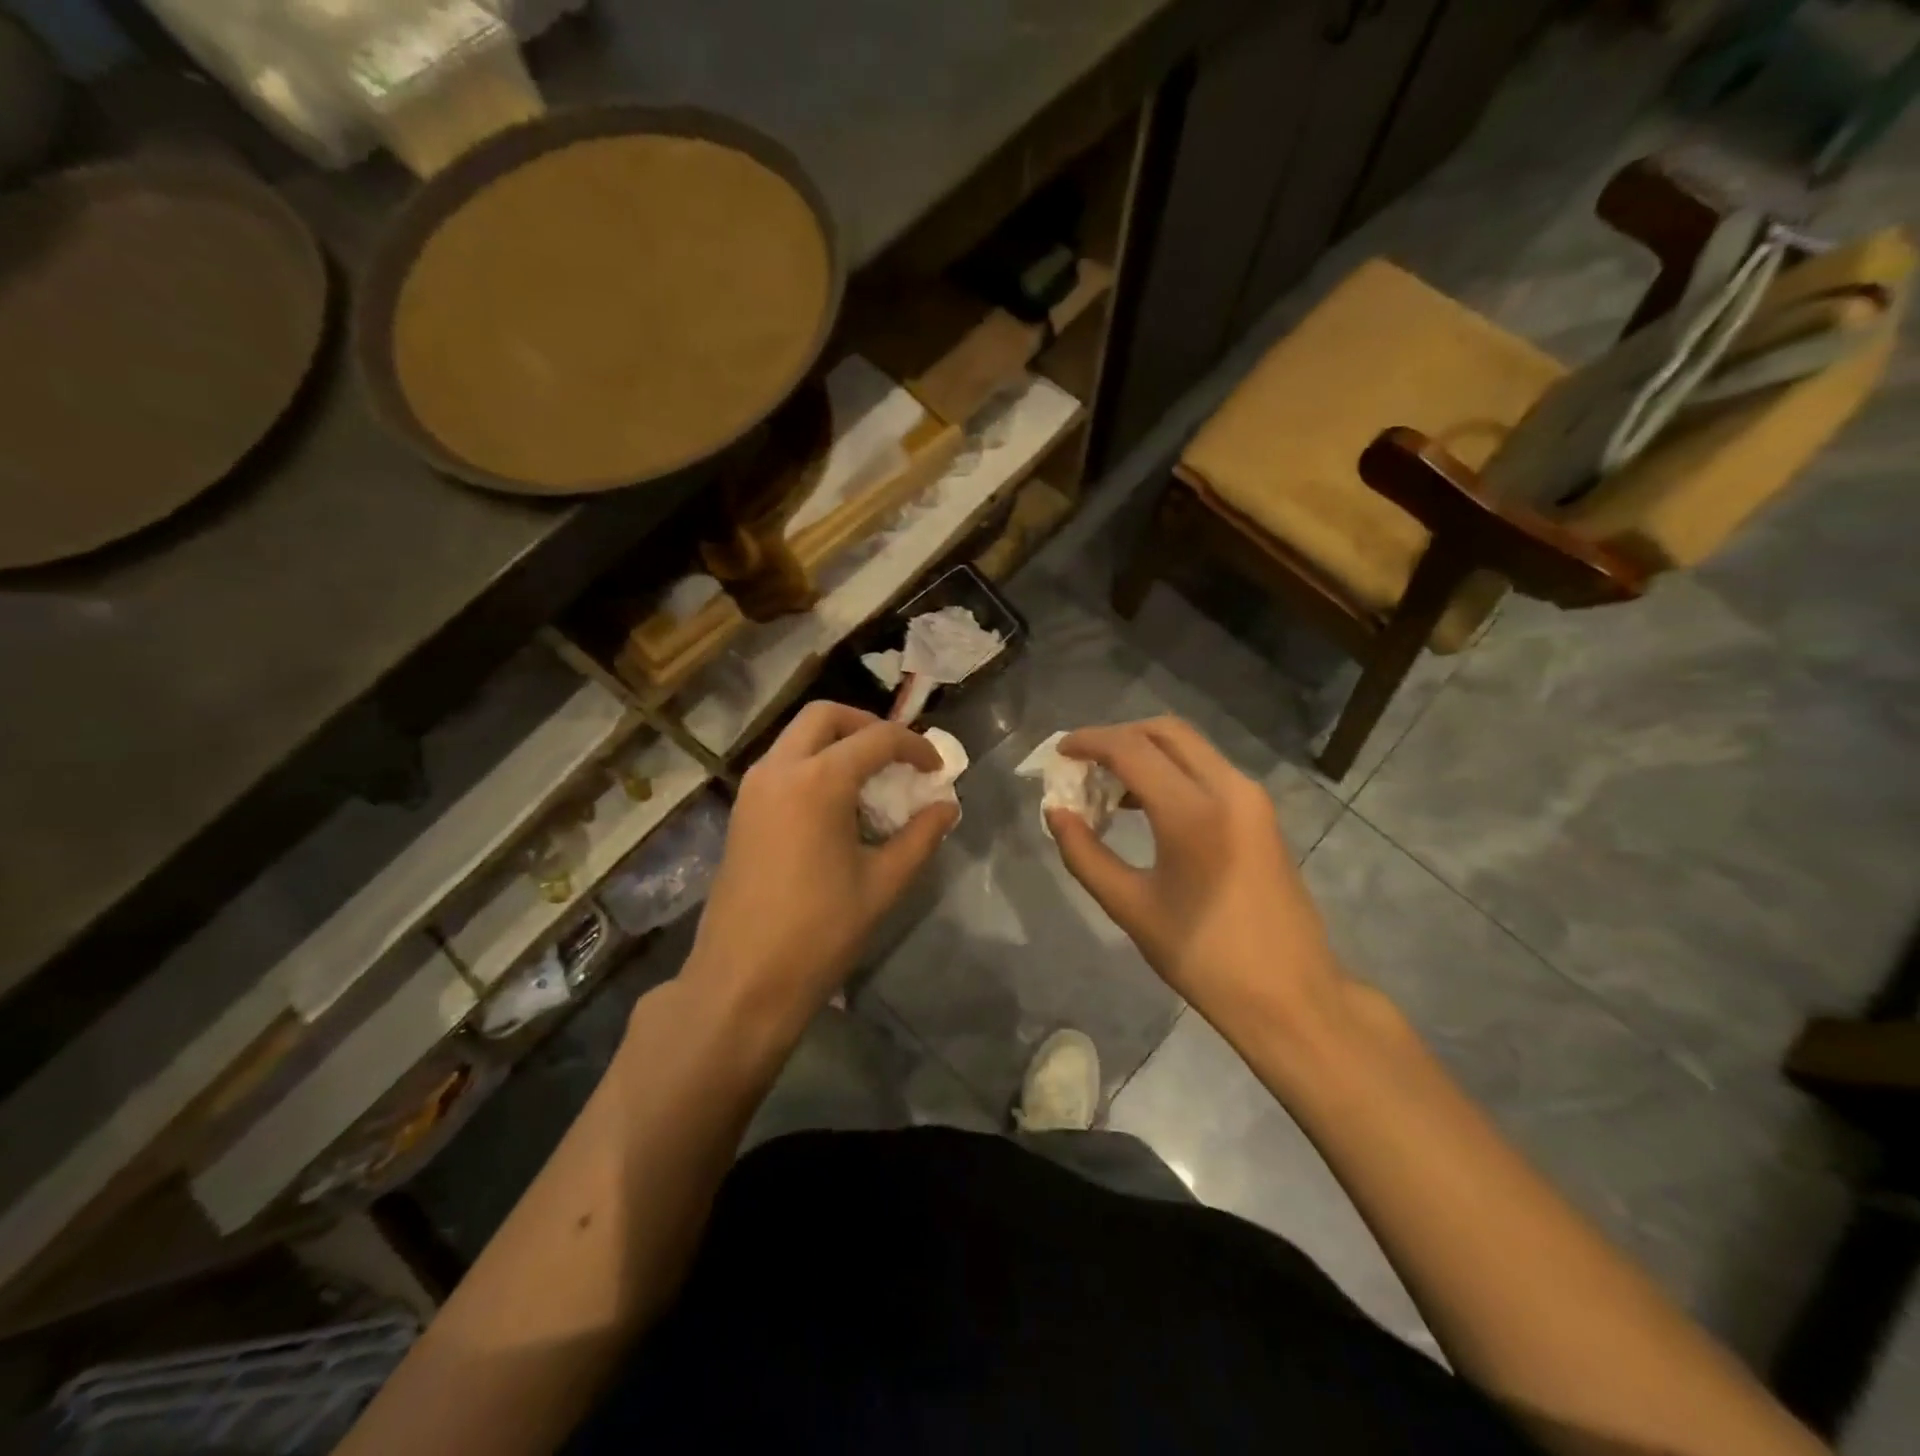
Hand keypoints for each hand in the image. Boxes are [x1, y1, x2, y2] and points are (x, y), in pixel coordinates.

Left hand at [682, 701, 957, 1042]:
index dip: (915, 746)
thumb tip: (947, 806)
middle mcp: (778, 770)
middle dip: (867, 725)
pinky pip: (781, 764)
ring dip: (836, 743)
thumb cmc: (819, 932)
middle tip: (897, 756)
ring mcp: (752, 789)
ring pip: (797, 737)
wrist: (742, 980)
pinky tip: (836, 804)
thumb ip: (921, 837)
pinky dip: (813, 763)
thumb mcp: (883, 884)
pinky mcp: (741, 811)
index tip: (937, 769)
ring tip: (870, 779)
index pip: (876, 739)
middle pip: (825, 717)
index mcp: (817, 781)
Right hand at [1047, 717, 1346, 1033]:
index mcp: (1193, 812)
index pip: (1131, 749)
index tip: (1059, 752)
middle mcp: (1229, 788)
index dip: (1089, 742)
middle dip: (1118, 737)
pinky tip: (1145, 805)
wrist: (1290, 996)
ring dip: (1146, 753)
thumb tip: (1055, 812)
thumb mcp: (1130, 907)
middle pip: (1165, 731)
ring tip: (1107, 789)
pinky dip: (1171, 771)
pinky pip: (1208, 770)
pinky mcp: (1261, 813)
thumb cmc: (1203, 957)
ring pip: (1190, 747)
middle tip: (1084, 765)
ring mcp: (1252, 798)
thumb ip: (1084, 854)